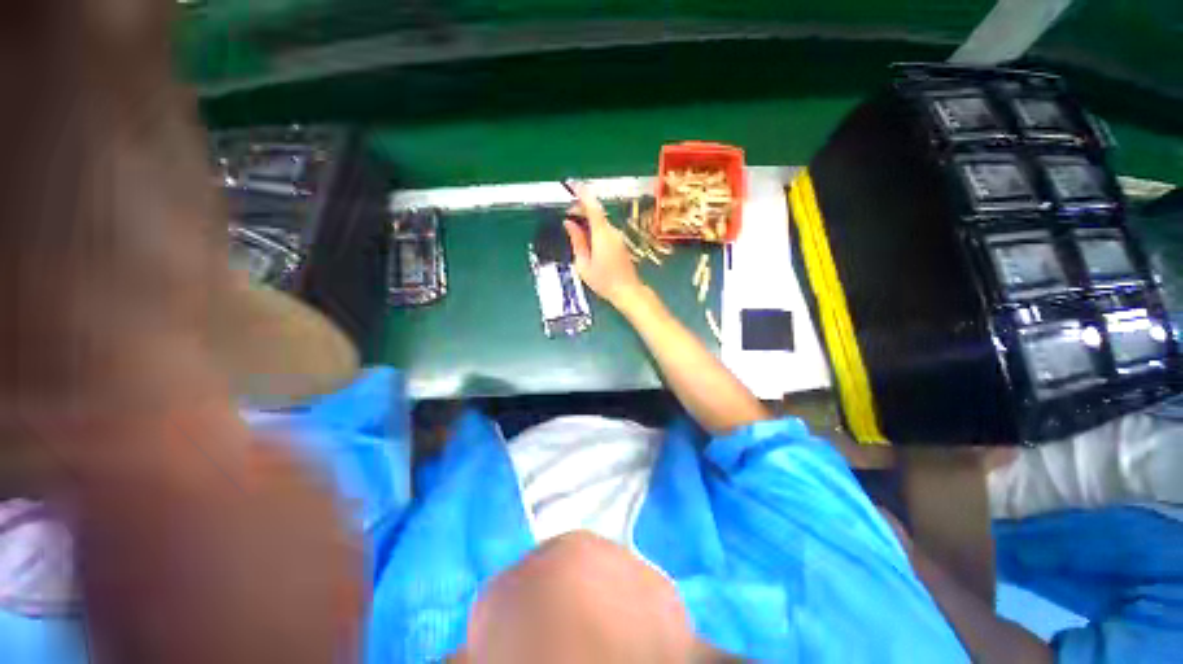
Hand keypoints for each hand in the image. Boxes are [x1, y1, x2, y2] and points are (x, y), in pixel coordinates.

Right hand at [563, 185, 644, 305]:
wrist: (627, 291)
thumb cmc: (603, 281)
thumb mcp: (583, 263)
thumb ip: (577, 241)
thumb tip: (569, 223)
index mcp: (602, 234)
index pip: (592, 206)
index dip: (582, 193)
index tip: (571, 184)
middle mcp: (612, 231)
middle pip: (596, 212)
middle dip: (581, 208)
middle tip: (567, 216)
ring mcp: (618, 236)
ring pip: (600, 221)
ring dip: (587, 219)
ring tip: (573, 227)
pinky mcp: (620, 242)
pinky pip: (604, 229)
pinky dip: (593, 227)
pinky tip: (586, 237)